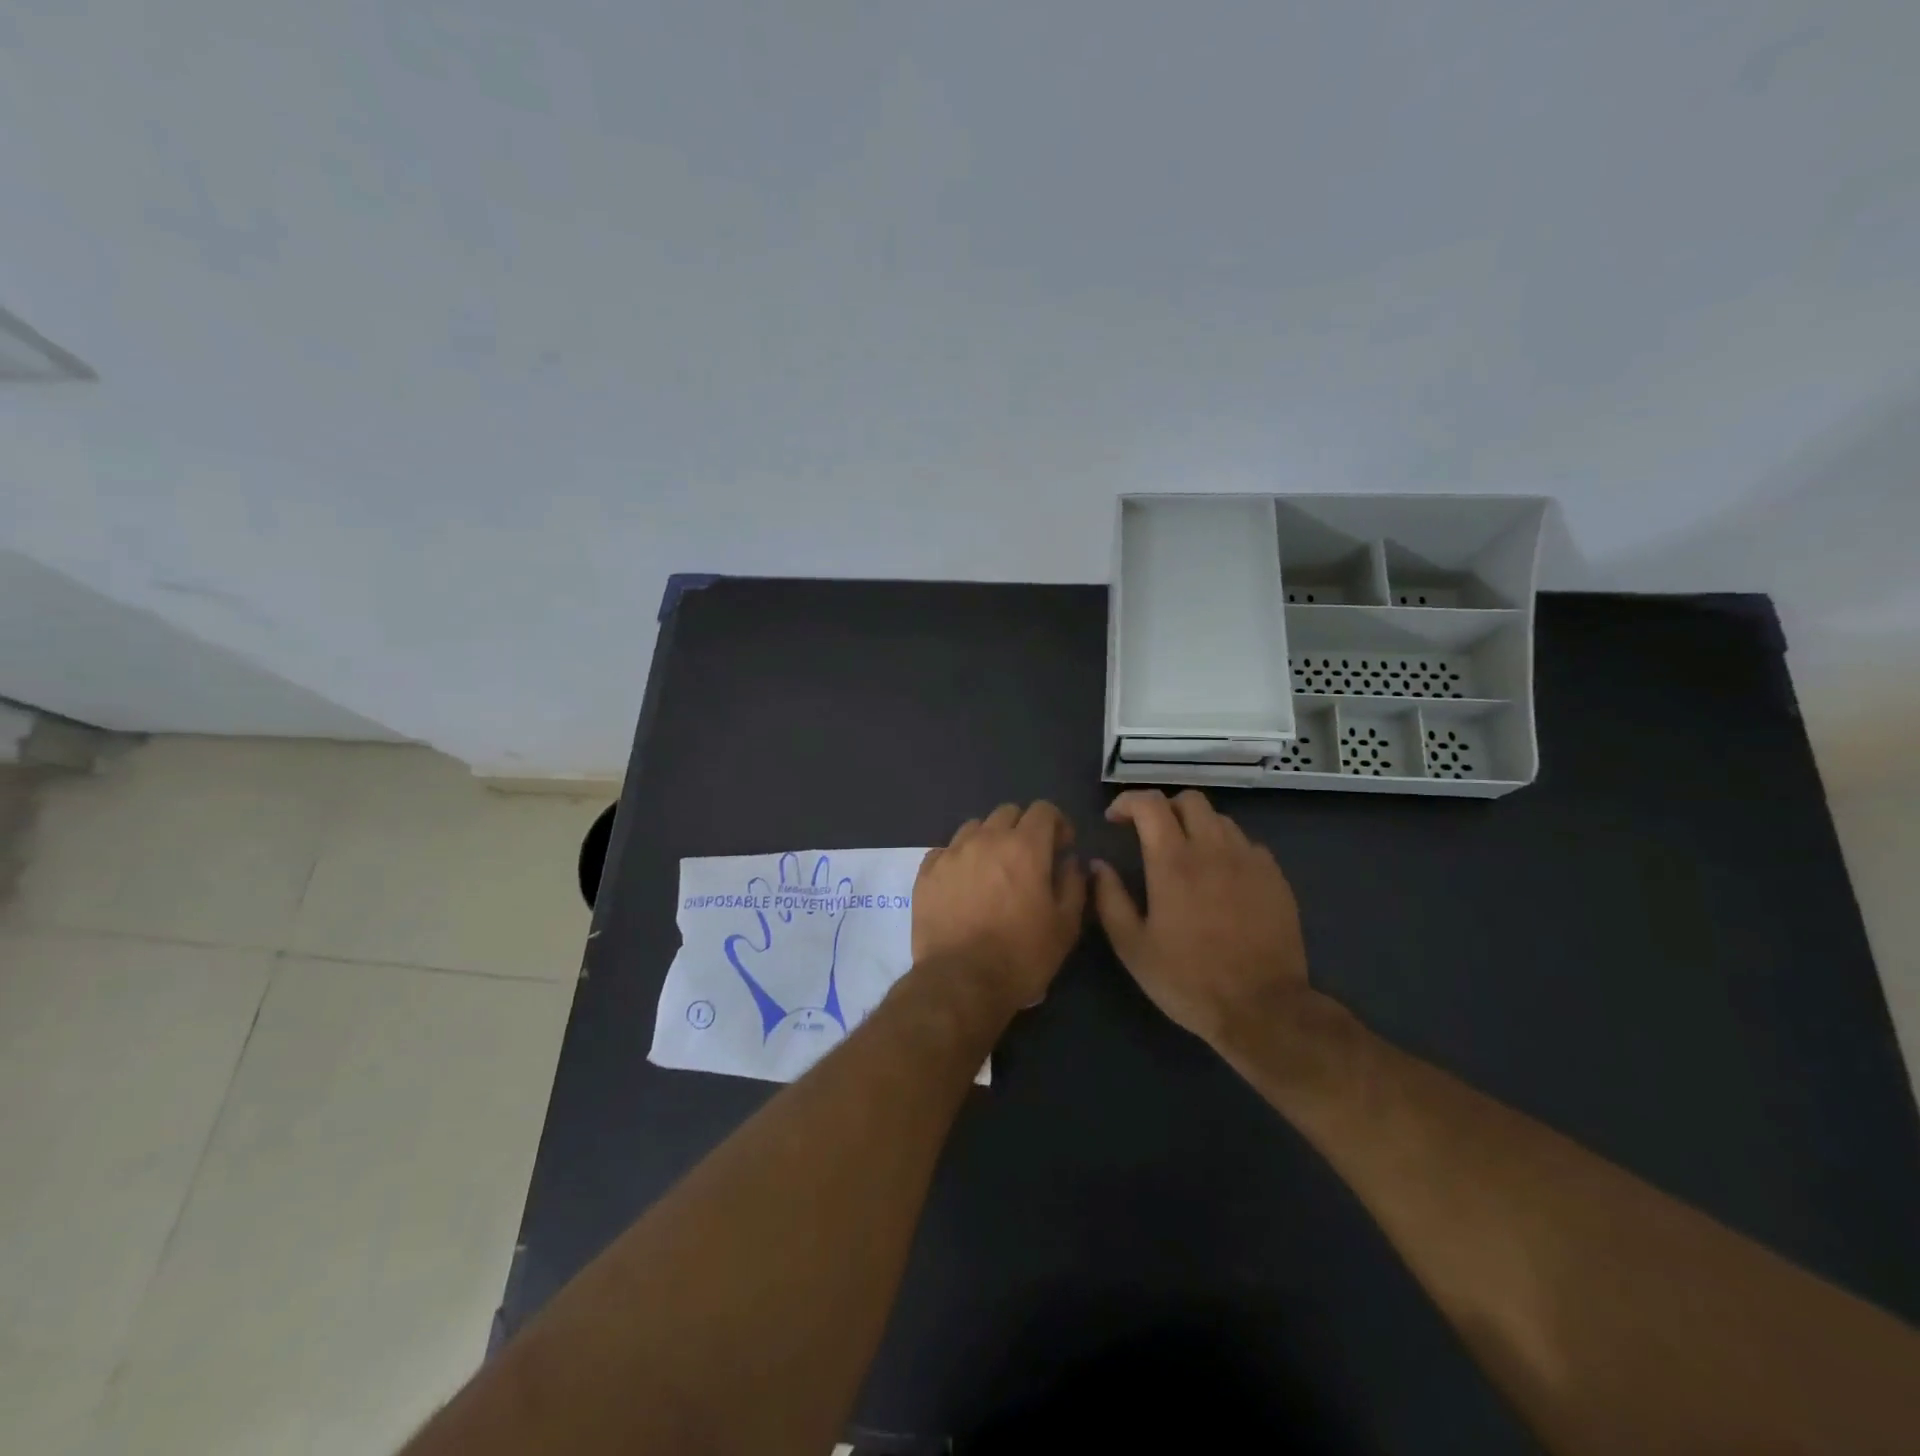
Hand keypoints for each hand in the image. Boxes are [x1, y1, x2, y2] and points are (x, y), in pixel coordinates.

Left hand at [914, 802, 1086, 1013]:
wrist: (961, 982)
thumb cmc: (1021, 955)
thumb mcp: (1065, 925)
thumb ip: (1073, 883)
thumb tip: (1069, 861)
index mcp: (1024, 847)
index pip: (1044, 809)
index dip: (1057, 824)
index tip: (1060, 849)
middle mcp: (986, 839)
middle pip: (1008, 812)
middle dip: (1023, 828)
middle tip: (1028, 859)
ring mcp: (952, 853)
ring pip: (975, 827)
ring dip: (989, 839)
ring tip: (992, 870)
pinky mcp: (926, 872)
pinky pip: (946, 850)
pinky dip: (959, 858)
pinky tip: (963, 883)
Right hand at [1090, 789, 1310, 1048]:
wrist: (1262, 1008)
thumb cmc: (1188, 980)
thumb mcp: (1133, 946)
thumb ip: (1109, 899)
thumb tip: (1098, 865)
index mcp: (1173, 862)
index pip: (1150, 803)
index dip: (1127, 802)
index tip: (1115, 820)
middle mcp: (1213, 849)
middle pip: (1189, 800)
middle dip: (1164, 808)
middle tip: (1151, 834)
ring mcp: (1250, 860)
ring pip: (1220, 819)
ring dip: (1196, 826)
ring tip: (1186, 854)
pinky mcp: (1275, 877)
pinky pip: (1247, 845)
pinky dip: (1227, 849)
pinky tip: (1221, 877)